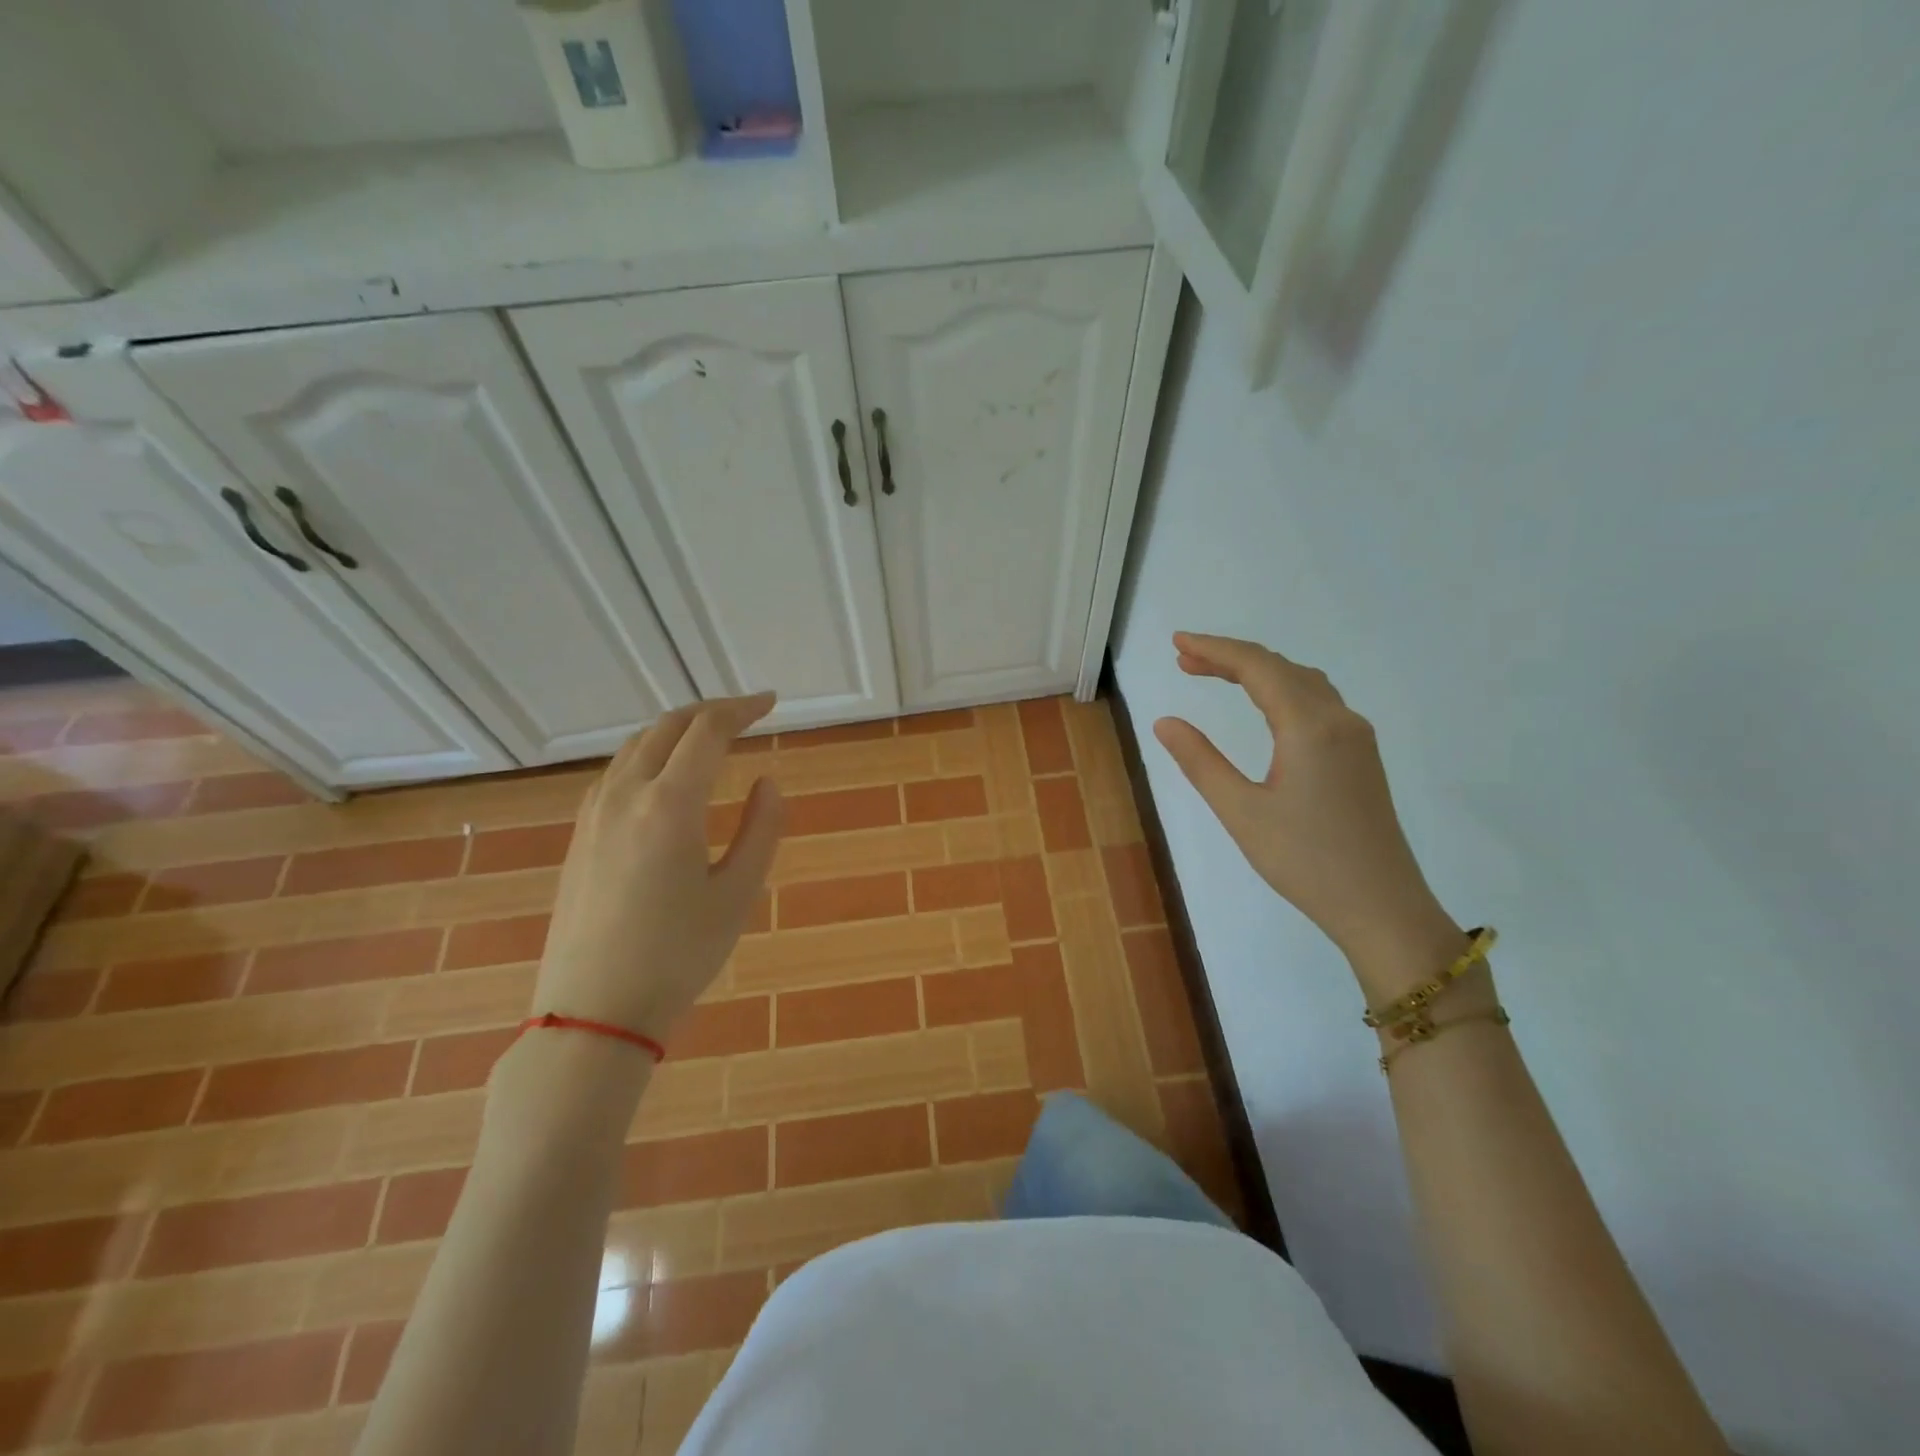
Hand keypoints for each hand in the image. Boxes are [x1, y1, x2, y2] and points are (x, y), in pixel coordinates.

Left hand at [533, 695, 783, 1042]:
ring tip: (709, 738)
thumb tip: (768, 782)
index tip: (771, 703)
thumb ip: (762, 830)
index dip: (742, 709)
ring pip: (636, 746)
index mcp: (670, 804)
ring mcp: (594, 813)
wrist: (593, 1010)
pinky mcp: (579, 835)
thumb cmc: (678, 955)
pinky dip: (649, 755)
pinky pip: (616, 772)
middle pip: (667, 727)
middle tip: (746, 714)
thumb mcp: (738, 895)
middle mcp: (626, 794)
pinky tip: (664, 777)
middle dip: (710, 711)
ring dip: (676, 730)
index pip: (708, 731)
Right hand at [1153, 633, 1461, 996]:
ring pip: (1303, 682)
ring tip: (1214, 674)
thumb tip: (1165, 722)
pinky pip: (1318, 702)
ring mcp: (1356, 737)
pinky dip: (1281, 690)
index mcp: (1310, 727)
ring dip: (1258, 671)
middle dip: (1231, 657)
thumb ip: (1201, 762)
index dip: (1215, 649)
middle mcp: (1339, 720)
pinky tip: (1263, 706)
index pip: (1257, 668)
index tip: (1177, 642)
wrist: (1382, 906)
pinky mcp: (1361, 757)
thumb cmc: (1305, 861)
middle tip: (1185, 659)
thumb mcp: (1241, 812)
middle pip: (1281, 668)